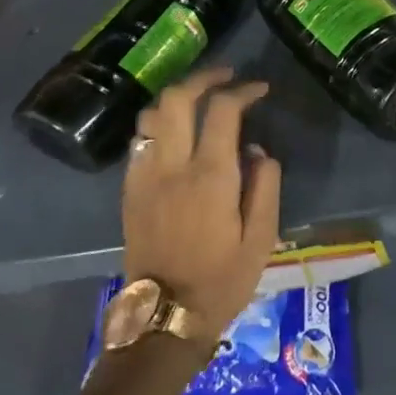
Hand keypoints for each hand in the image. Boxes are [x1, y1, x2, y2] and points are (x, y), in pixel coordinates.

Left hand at [121, 67, 281, 349]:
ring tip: (199, 101)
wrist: (164, 317)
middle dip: (203, 78)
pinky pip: (139, 141)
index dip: (243, 90)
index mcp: (210, 176)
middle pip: (177, 99)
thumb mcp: (262, 237)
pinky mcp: (130, 191)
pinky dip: (158, 125)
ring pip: (151, 115)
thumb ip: (265, 186)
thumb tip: (259, 152)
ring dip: (176, 99)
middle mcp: (172, 166)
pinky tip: (175, 135)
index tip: (260, 90)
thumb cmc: (222, 279)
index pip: (222, 110)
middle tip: (226, 77)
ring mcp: (144, 177)